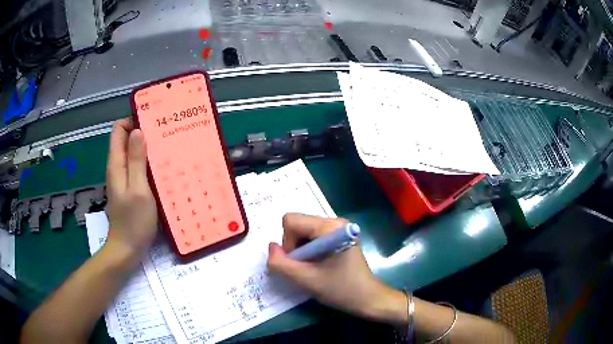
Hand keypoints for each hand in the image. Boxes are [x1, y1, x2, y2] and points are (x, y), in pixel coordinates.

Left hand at [105, 119, 157, 256]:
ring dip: (147, 148)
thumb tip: (137, 131)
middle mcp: (117, 168)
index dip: (132, 120)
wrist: (127, 249)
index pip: (118, 130)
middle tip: (165, 133)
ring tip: (167, 148)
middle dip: (143, 133)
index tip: (152, 121)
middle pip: (126, 140)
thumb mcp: (138, 189)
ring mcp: (123, 179)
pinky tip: (162, 169)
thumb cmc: (133, 221)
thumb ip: (136, 160)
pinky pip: (137, 168)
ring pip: (133, 154)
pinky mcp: (130, 189)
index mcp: (116, 164)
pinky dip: (148, 163)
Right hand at [267, 213, 399, 320]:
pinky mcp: (339, 236)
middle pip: (297, 225)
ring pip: (303, 232)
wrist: (367, 298)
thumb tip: (271, 247)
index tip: (300, 263)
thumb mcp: (306, 280)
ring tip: (314, 268)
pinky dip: (309, 251)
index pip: (291, 221)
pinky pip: (312, 237)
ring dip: (301, 251)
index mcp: (330, 226)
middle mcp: (335, 221)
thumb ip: (281, 264)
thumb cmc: (340, 289)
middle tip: (306, 267)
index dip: (288, 243)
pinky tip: (319, 264)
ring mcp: (338, 227)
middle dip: (294, 247)